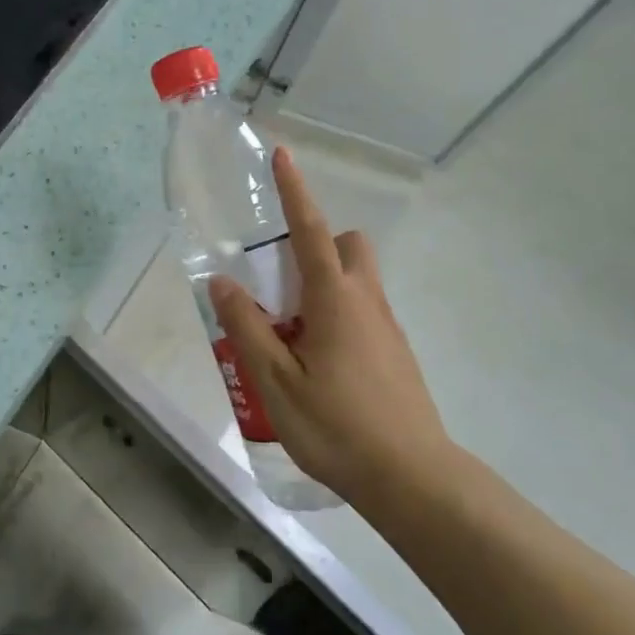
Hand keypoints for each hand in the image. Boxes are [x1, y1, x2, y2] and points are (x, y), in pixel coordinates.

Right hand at [209, 147, 453, 503]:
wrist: (411, 478)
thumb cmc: (336, 426)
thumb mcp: (275, 381)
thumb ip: (246, 327)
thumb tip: (224, 281)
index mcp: (334, 299)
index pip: (310, 230)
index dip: (294, 191)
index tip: (282, 156)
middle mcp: (366, 301)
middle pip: (346, 246)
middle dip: (315, 244)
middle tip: (280, 286)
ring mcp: (386, 327)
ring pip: (356, 281)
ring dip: (322, 285)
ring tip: (289, 336)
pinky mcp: (395, 353)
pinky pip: (363, 312)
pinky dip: (336, 315)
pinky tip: (316, 365)